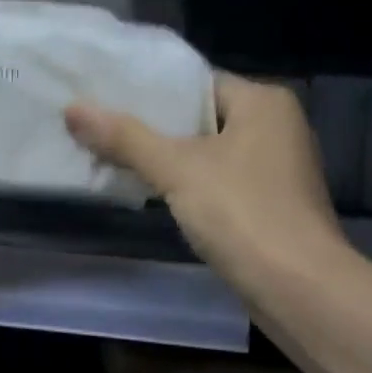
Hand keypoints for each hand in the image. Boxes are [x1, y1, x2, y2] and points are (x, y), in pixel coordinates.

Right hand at [65, 73, 344, 289]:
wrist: (299, 289)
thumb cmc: (242, 212)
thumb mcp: (176, 169)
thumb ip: (125, 137)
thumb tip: (72, 109)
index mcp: (264, 101)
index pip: (197, 83)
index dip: (151, 92)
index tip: (107, 98)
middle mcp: (278, 127)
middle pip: (201, 118)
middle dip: (155, 128)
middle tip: (103, 128)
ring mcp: (279, 168)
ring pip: (210, 152)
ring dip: (170, 159)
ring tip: (117, 158)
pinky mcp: (274, 204)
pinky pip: (221, 181)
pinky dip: (191, 184)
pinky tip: (155, 193)